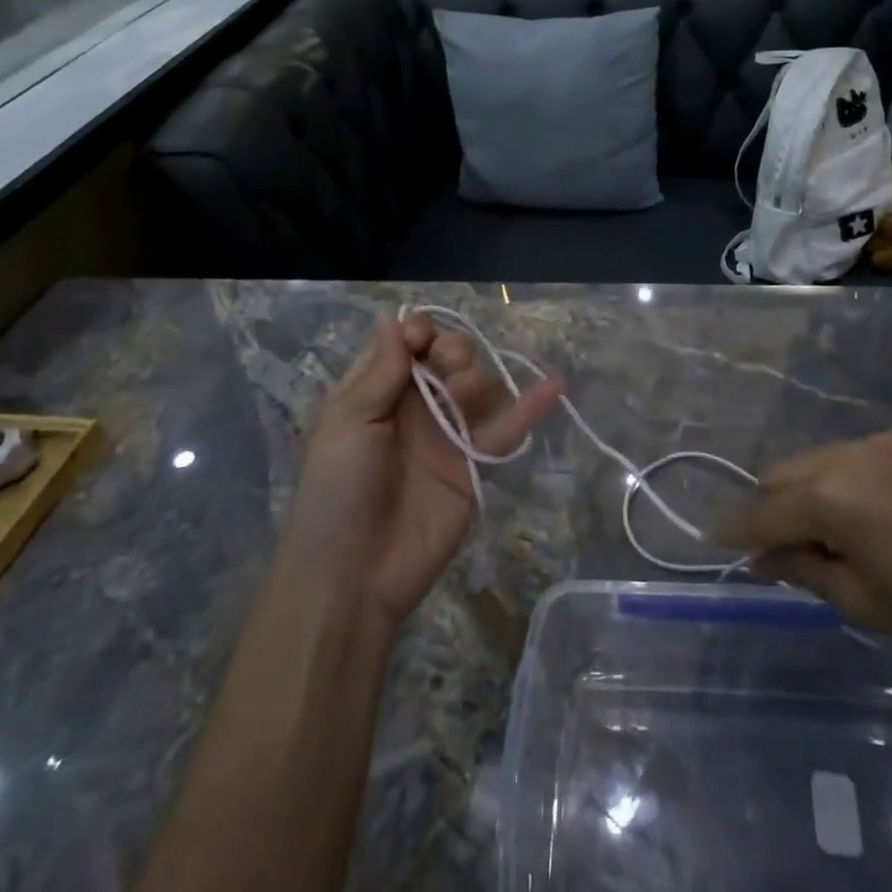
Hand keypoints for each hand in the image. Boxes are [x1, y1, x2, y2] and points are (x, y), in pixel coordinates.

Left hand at [280, 314, 559, 629]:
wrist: (355, 574)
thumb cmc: (337, 490)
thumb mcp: (347, 423)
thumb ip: (379, 371)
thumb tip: (394, 317)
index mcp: (379, 391)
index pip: (408, 341)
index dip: (420, 331)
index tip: (421, 340)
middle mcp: (416, 405)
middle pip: (449, 355)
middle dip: (453, 349)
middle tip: (447, 369)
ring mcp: (448, 433)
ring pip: (479, 384)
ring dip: (479, 377)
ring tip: (464, 396)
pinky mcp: (475, 463)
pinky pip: (507, 428)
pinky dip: (531, 407)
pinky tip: (553, 385)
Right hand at [713, 425, 891, 660]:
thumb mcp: (861, 601)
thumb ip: (802, 569)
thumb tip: (761, 556)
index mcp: (830, 499)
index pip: (765, 512)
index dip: (737, 528)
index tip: (712, 537)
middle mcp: (846, 455)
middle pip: (784, 473)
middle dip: (774, 506)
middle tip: (785, 544)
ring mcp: (879, 440)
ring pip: (819, 458)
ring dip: (812, 489)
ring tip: (839, 528)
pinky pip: (860, 453)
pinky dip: (853, 477)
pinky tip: (883, 507)